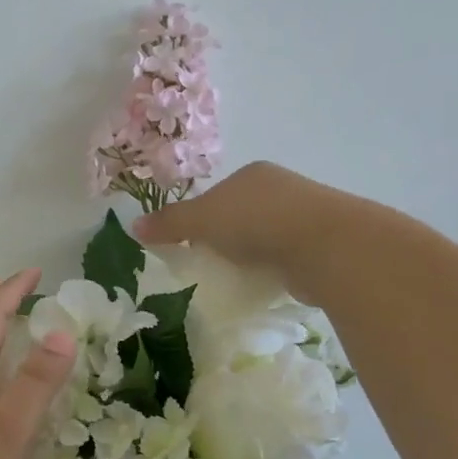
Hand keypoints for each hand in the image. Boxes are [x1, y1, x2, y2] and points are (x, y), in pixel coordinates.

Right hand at [133, 161, 329, 272]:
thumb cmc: (256, 222)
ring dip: (250, 255)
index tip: (189, 245)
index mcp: (252, 175)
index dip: (199, 219)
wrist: (323, 245)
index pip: (217, 195)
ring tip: (234, 278)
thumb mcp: (202, 220)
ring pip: (264, 236)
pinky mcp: (319, 245)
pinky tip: (263, 284)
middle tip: (208, 265)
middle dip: (225, 238)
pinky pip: (284, 257)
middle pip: (240, 215)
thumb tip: (134, 227)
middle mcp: (280, 189)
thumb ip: (169, 223)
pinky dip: (271, 269)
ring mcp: (304, 216)